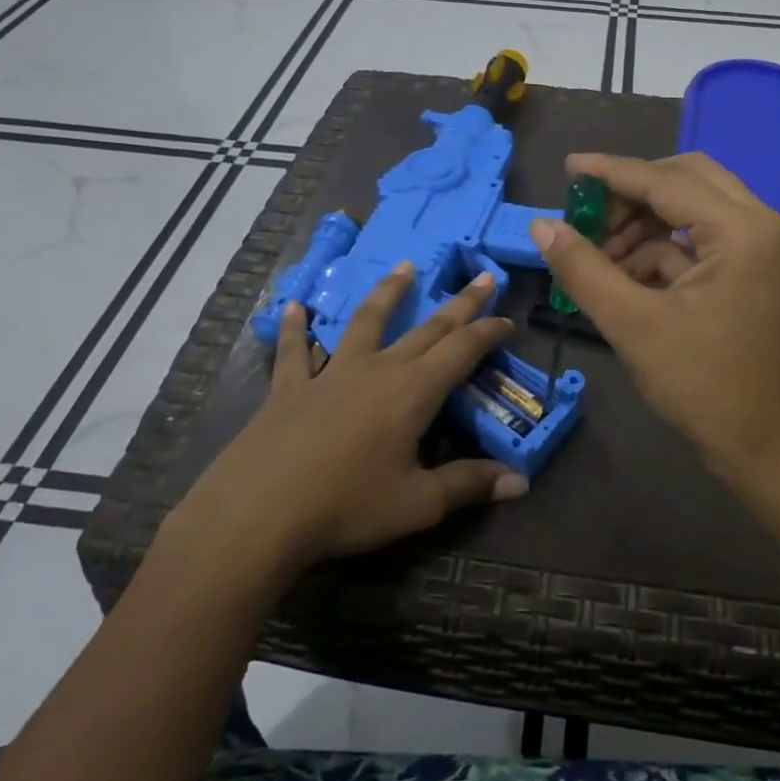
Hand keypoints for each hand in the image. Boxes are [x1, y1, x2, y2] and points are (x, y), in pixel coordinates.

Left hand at [161, 265, 528, 577]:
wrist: (258, 513)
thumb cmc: (347, 507)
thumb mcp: (418, 504)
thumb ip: (468, 485)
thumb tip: (521, 482)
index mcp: (413, 393)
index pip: (461, 351)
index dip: (487, 332)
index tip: (507, 318)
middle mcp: (377, 370)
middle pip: (427, 329)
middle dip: (459, 304)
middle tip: (482, 276)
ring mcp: (331, 373)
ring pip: (366, 322)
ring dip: (388, 293)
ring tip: (404, 267)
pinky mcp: (290, 388)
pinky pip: (294, 351)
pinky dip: (295, 328)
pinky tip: (294, 307)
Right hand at [529, 152, 779, 489]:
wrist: (765, 446)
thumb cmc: (703, 387)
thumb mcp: (632, 325)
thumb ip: (584, 269)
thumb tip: (542, 226)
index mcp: (745, 231)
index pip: (668, 181)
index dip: (613, 173)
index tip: (569, 168)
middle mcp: (767, 224)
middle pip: (688, 180)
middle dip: (632, 196)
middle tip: (587, 219)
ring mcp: (769, 246)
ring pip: (696, 207)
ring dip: (645, 225)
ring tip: (600, 258)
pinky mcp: (762, 267)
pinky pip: (705, 238)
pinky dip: (664, 250)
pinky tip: (626, 276)